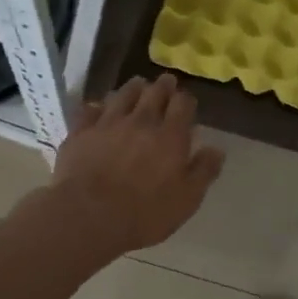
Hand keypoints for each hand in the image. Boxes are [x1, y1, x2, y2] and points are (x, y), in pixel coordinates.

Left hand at [46, 74, 224, 253]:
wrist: (89, 216)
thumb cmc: (145, 213)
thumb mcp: (186, 200)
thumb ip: (203, 171)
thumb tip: (216, 149)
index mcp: (170, 137)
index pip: (182, 105)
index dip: (186, 100)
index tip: (186, 102)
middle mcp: (141, 122)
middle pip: (154, 93)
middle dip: (162, 86)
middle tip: (166, 82)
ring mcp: (108, 124)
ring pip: (122, 95)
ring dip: (133, 88)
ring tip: (137, 85)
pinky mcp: (81, 132)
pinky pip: (90, 110)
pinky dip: (98, 106)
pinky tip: (98, 107)